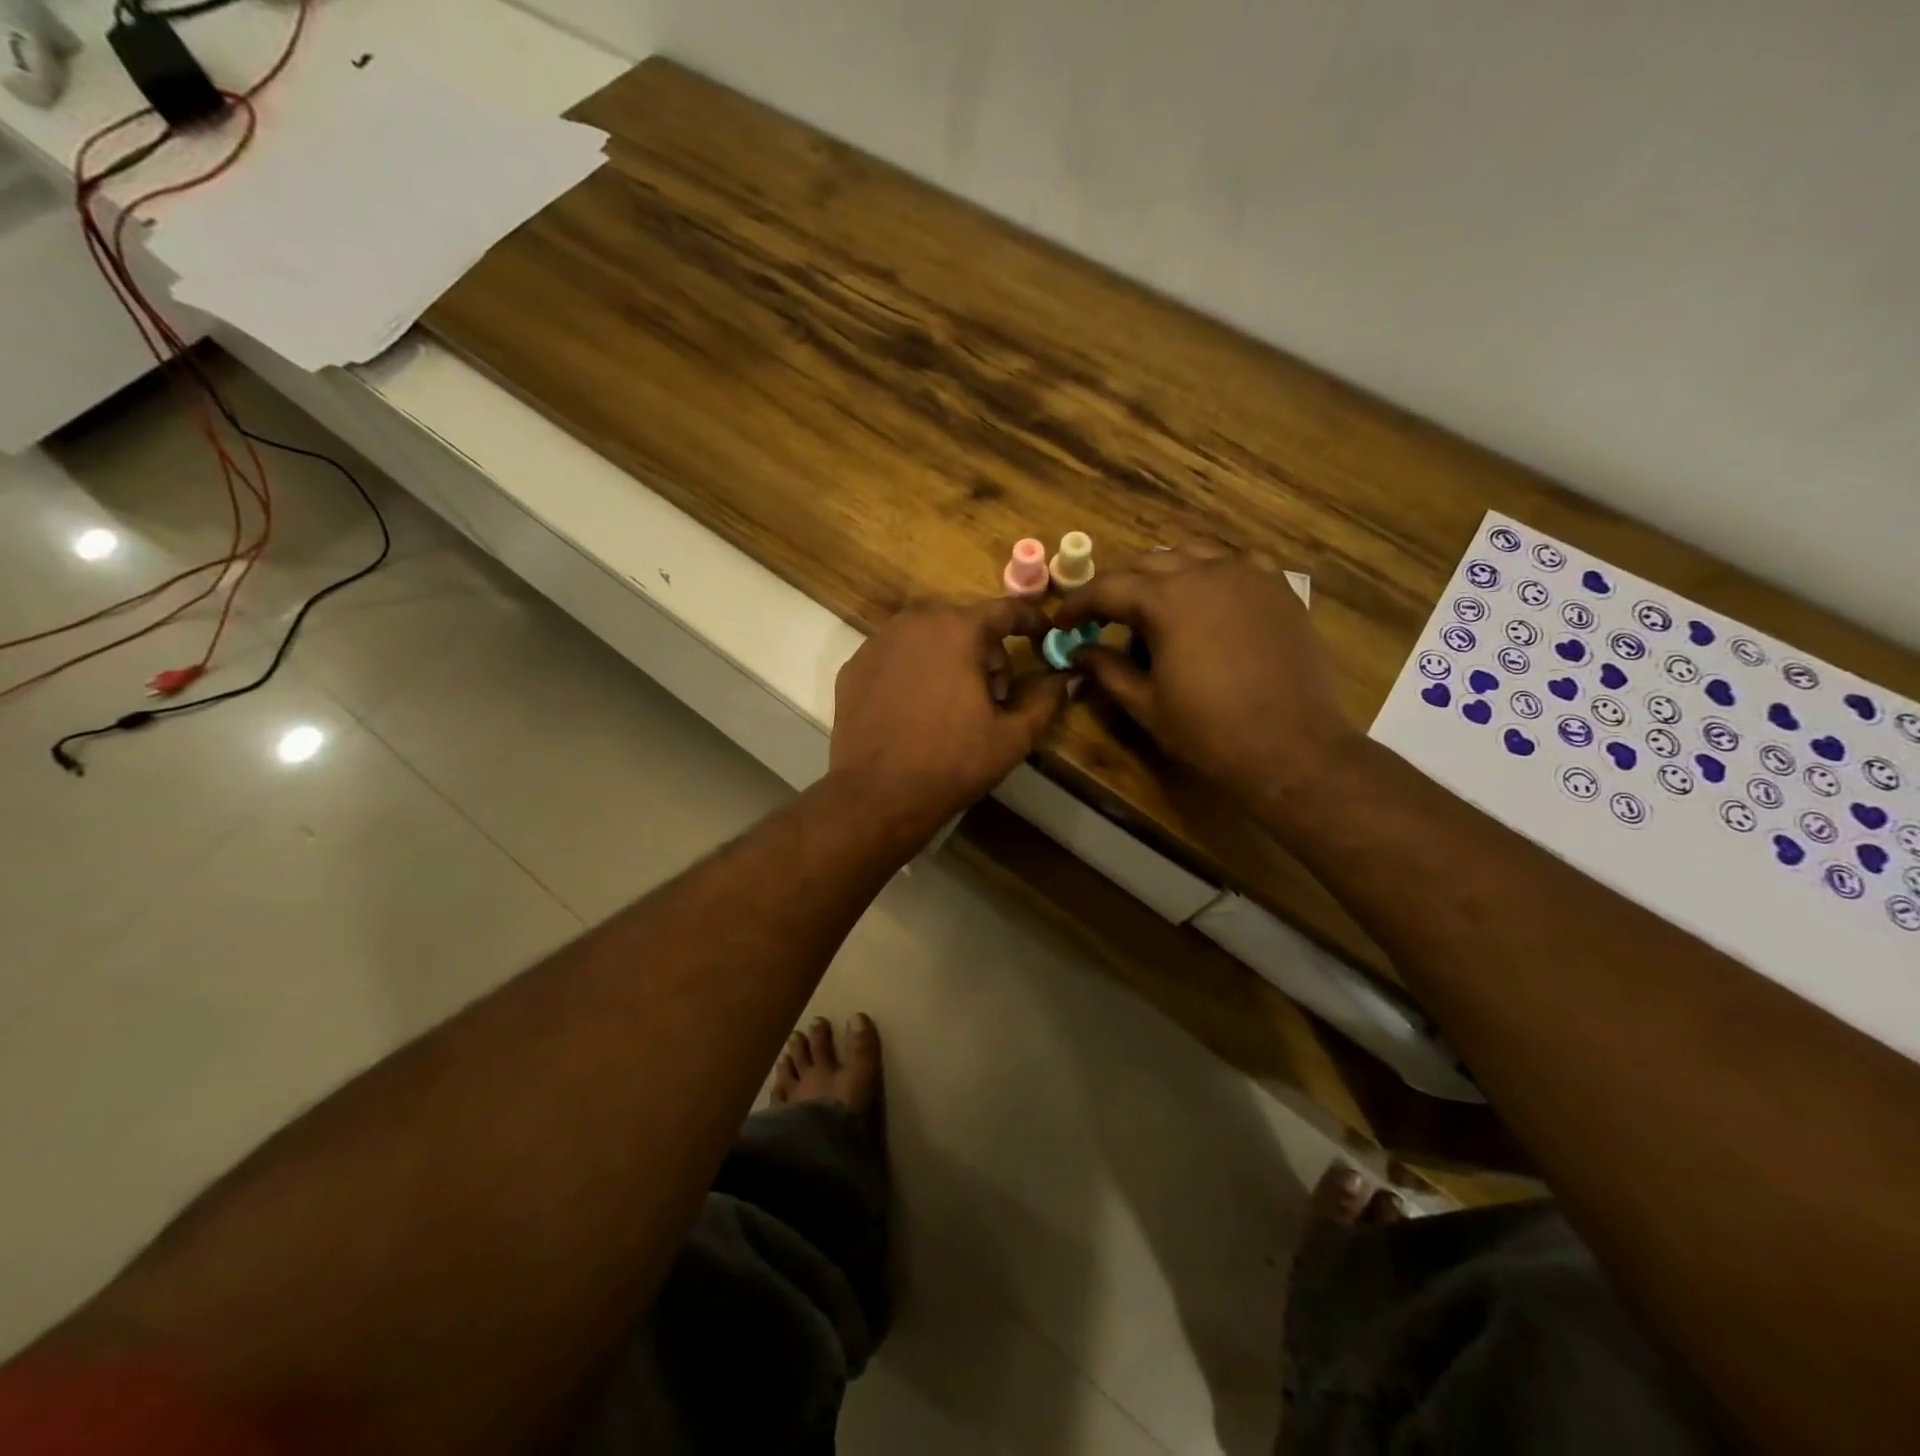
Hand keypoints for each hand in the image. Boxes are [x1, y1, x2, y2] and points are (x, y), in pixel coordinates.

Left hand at [830, 599, 1072, 840]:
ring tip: (954, 706)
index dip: (1031, 621)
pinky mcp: (854, 666)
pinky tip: (916, 710)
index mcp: (958, 630)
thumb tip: (1069, 678)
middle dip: (987, 652)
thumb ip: (1047, 700)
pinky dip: (915, 671)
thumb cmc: (952, 762)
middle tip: (994, 697)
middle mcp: (915, 622)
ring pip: (928, 637)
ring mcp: (878, 642)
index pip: (1005, 610)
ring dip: (950, 659)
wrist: (877, 794)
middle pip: (965, 624)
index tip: (1045, 634)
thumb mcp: (1012, 736)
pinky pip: (898, 656)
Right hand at [1055, 542, 1357, 811]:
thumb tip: (1078, 652)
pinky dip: (1211, 573)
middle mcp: (1205, 572)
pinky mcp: (1278, 587)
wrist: (1292, 746)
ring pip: (1192, 555)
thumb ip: (1107, 669)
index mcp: (1166, 600)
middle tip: (1104, 619)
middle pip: (1147, 564)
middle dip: (1119, 589)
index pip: (1107, 588)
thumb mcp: (1145, 704)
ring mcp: (1247, 575)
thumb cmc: (1209, 731)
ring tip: (1154, 607)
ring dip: (1164, 575)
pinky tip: (1208, 598)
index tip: (1061, 622)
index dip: (1078, 604)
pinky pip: (1235, 563)